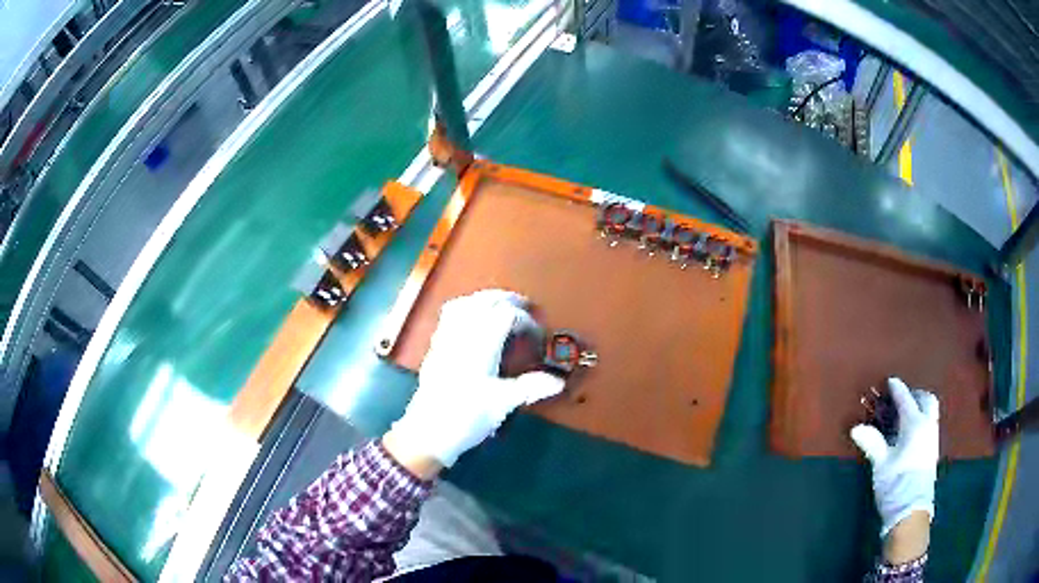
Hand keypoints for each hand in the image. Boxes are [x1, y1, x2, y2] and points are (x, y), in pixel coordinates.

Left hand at [385, 290, 565, 469]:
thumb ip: (530, 387)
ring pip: (464, 304)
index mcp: (480, 345)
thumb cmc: (466, 417)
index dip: (525, 319)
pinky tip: (472, 319)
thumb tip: (559, 381)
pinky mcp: (435, 348)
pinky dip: (465, 307)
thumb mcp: (502, 404)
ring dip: (484, 299)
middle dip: (506, 299)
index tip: (536, 334)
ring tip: (500, 305)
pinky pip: (449, 315)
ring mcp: (444, 339)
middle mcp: (461, 335)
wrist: (427, 433)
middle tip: (525, 305)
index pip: (504, 315)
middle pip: (483, 301)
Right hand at [850, 378, 937, 554]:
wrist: (911, 511)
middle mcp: (928, 426)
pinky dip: (922, 419)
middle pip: (926, 400)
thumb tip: (856, 428)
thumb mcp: (881, 464)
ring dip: (920, 407)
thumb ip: (872, 443)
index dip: (897, 389)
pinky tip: (911, 432)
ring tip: (906, 414)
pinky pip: (930, 424)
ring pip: (931, 412)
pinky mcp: (932, 451)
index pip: (906, 400)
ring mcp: (933, 439)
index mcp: (915, 425)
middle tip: (902, 397)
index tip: (890, 381)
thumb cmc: (896, 484)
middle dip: (916, 395)